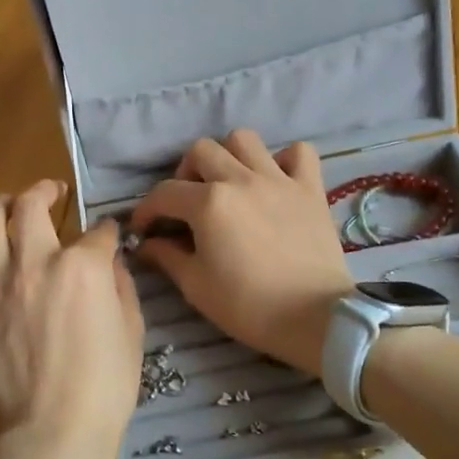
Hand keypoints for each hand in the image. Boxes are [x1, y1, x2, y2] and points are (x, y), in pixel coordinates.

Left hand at [0, 180, 143, 458]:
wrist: (56, 432)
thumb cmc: (106, 385)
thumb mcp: (132, 330)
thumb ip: (121, 286)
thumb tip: (110, 262)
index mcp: (82, 266)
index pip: (97, 233)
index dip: (107, 232)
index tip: (110, 237)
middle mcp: (36, 263)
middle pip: (31, 208)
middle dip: (43, 190)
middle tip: (50, 190)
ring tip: (5, 204)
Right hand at [130, 132, 353, 374]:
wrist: (314, 318)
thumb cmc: (248, 307)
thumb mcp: (196, 287)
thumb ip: (167, 257)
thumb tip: (147, 244)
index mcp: (208, 203)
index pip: (164, 193)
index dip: (146, 210)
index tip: (144, 228)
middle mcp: (241, 179)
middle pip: (201, 151)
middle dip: (185, 174)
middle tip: (188, 203)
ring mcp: (279, 180)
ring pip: (244, 140)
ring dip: (229, 156)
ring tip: (228, 183)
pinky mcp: (311, 188)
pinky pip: (298, 153)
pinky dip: (285, 160)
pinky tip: (276, 181)